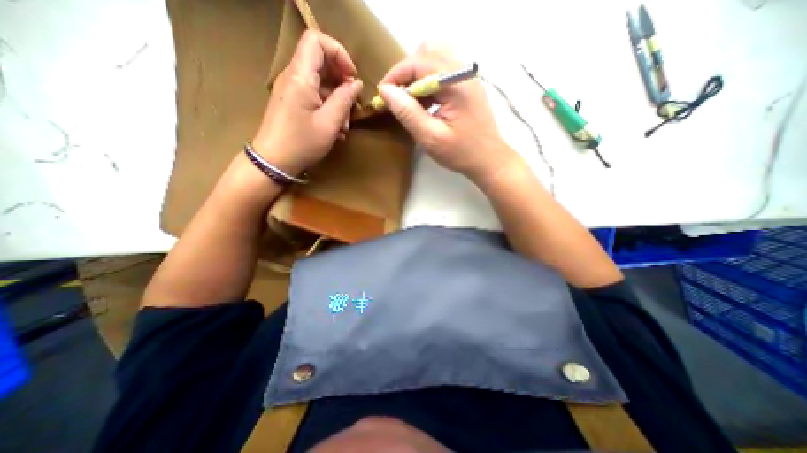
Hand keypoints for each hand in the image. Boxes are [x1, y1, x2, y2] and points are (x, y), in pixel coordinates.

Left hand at [253, 30, 363, 174]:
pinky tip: (336, 129)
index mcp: (300, 76)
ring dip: (338, 100)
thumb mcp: (329, 123)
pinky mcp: (292, 102)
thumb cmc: (302, 143)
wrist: (274, 161)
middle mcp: (293, 76)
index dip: (339, 54)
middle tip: (353, 106)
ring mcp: (292, 90)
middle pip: (321, 62)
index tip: (352, 78)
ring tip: (345, 125)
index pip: (317, 41)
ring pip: (321, 82)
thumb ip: (344, 100)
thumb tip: (356, 83)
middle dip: (342, 82)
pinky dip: (328, 108)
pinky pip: (314, 96)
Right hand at [381, 42, 519, 183]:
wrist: (489, 159)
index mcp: (455, 83)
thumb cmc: (460, 153)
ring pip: (435, 58)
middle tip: (399, 97)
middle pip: (427, 51)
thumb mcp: (430, 137)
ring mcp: (467, 76)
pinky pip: (442, 70)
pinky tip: (425, 103)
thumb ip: (408, 112)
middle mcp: (463, 71)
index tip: (383, 94)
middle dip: (407, 72)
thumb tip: (386, 90)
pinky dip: (428, 82)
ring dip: (417, 76)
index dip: (396, 75)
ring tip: (411, 101)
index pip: (418, 62)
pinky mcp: (467, 84)